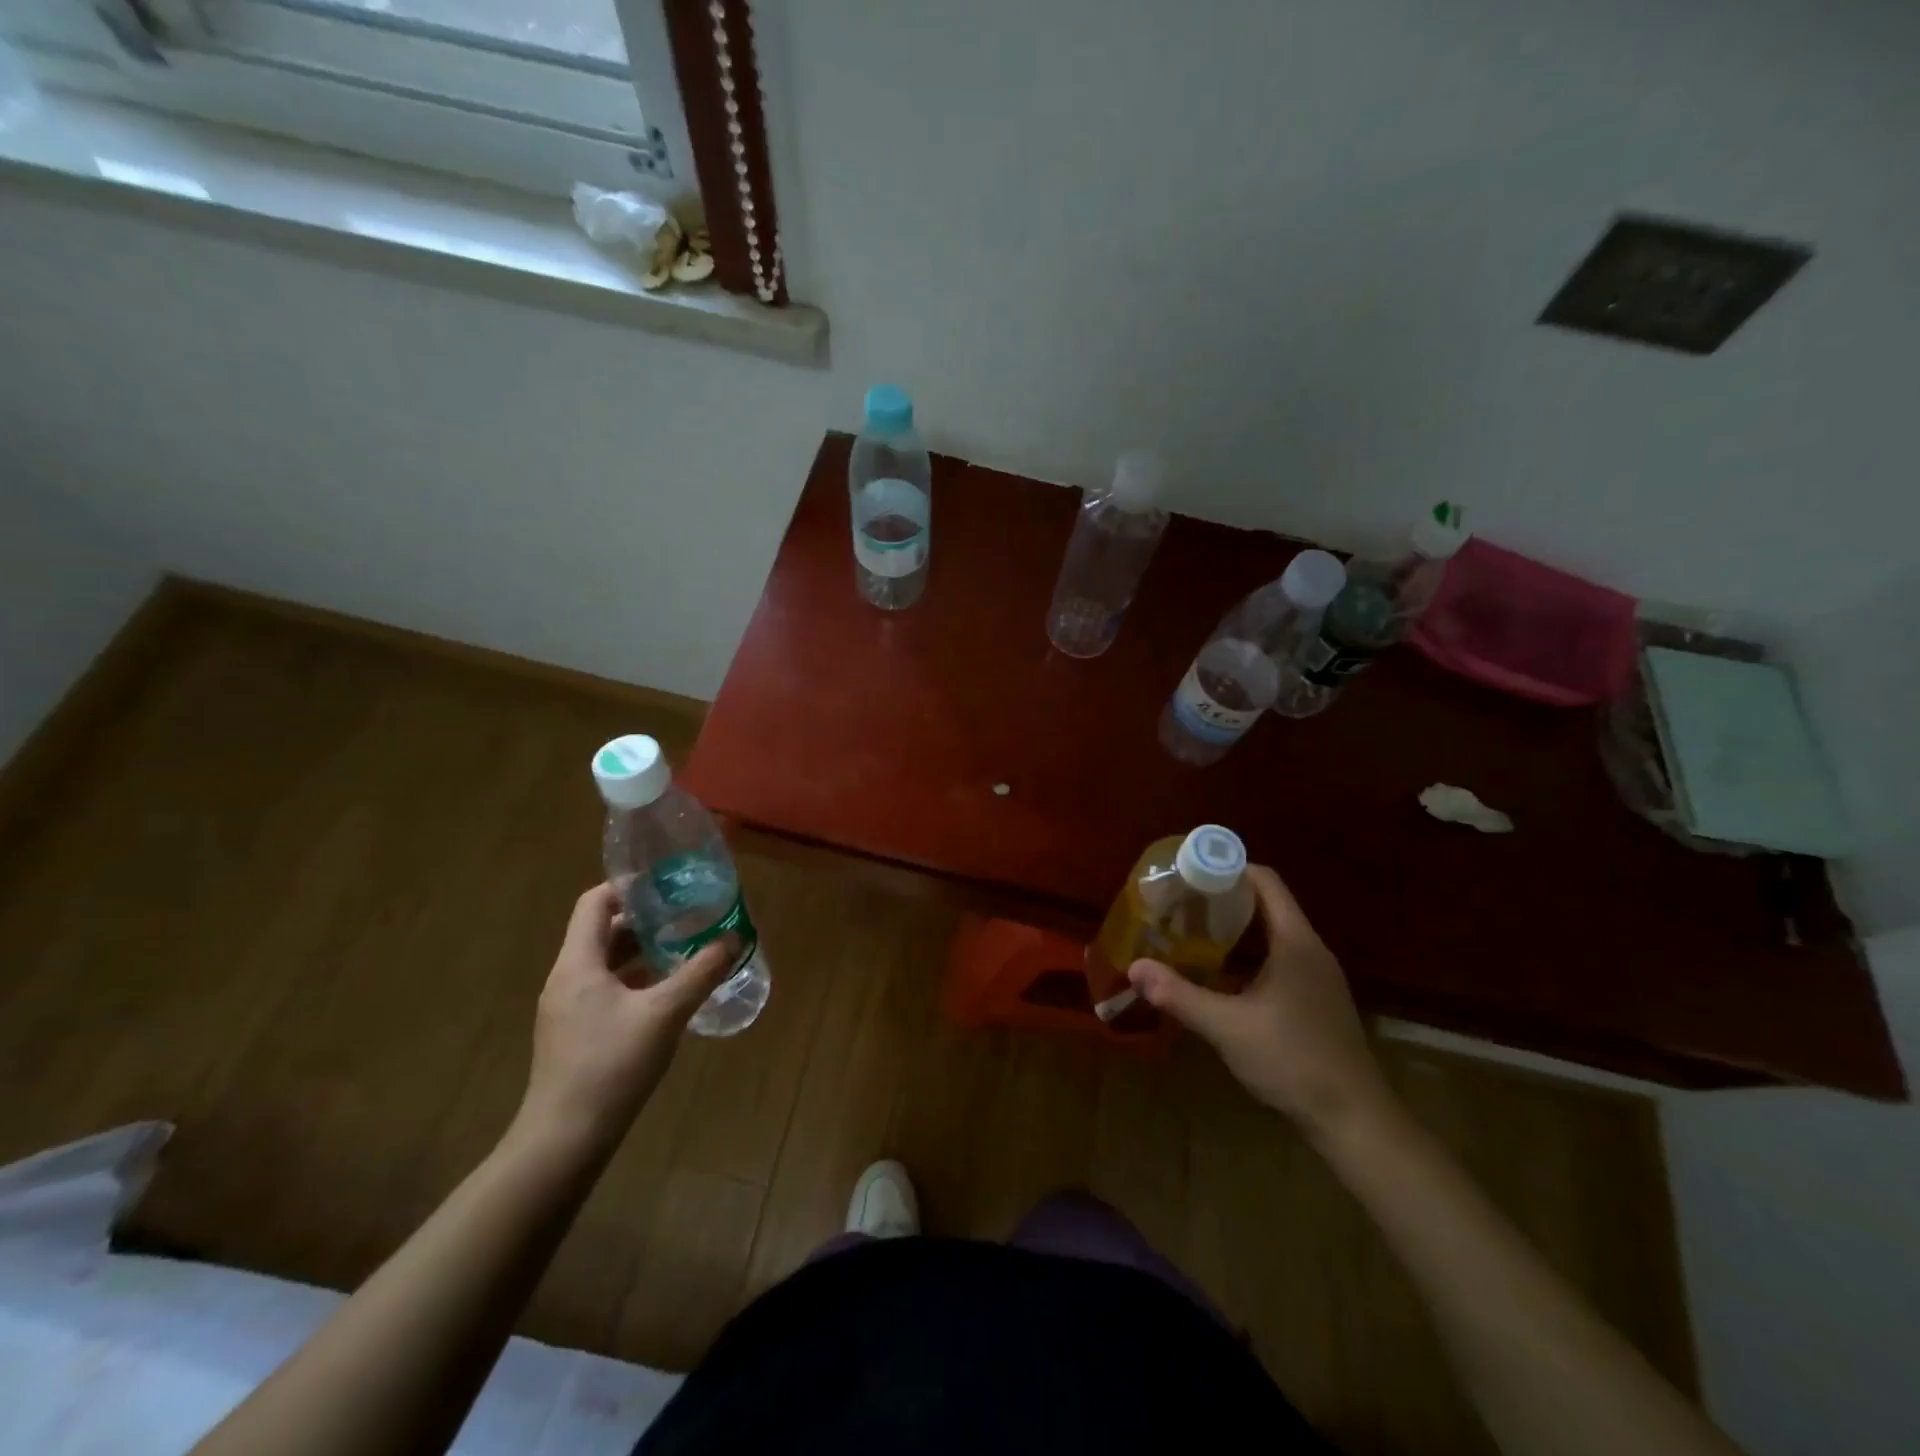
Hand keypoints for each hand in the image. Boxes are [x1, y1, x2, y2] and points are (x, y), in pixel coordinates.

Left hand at [515, 883, 735, 1156]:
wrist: (564, 1140)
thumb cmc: (611, 1065)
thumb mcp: (665, 1013)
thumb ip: (701, 972)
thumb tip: (733, 938)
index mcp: (578, 963)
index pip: (594, 903)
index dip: (628, 887)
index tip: (667, 884)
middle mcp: (566, 979)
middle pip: (601, 931)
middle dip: (644, 919)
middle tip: (686, 913)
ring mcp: (567, 1009)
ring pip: (605, 963)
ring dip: (642, 951)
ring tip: (683, 947)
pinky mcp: (574, 1034)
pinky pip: (605, 990)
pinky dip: (635, 980)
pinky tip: (667, 992)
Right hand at [1127, 865, 1395, 1141]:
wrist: (1354, 1120)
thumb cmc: (1294, 1061)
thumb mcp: (1228, 1027)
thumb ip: (1180, 995)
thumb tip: (1134, 968)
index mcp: (1296, 942)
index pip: (1265, 882)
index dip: (1229, 868)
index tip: (1189, 872)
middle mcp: (1310, 950)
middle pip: (1266, 904)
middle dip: (1223, 898)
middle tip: (1180, 901)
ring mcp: (1316, 976)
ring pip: (1272, 933)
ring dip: (1234, 928)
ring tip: (1190, 930)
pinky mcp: (1315, 1000)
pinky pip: (1278, 958)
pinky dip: (1248, 954)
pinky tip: (1219, 973)